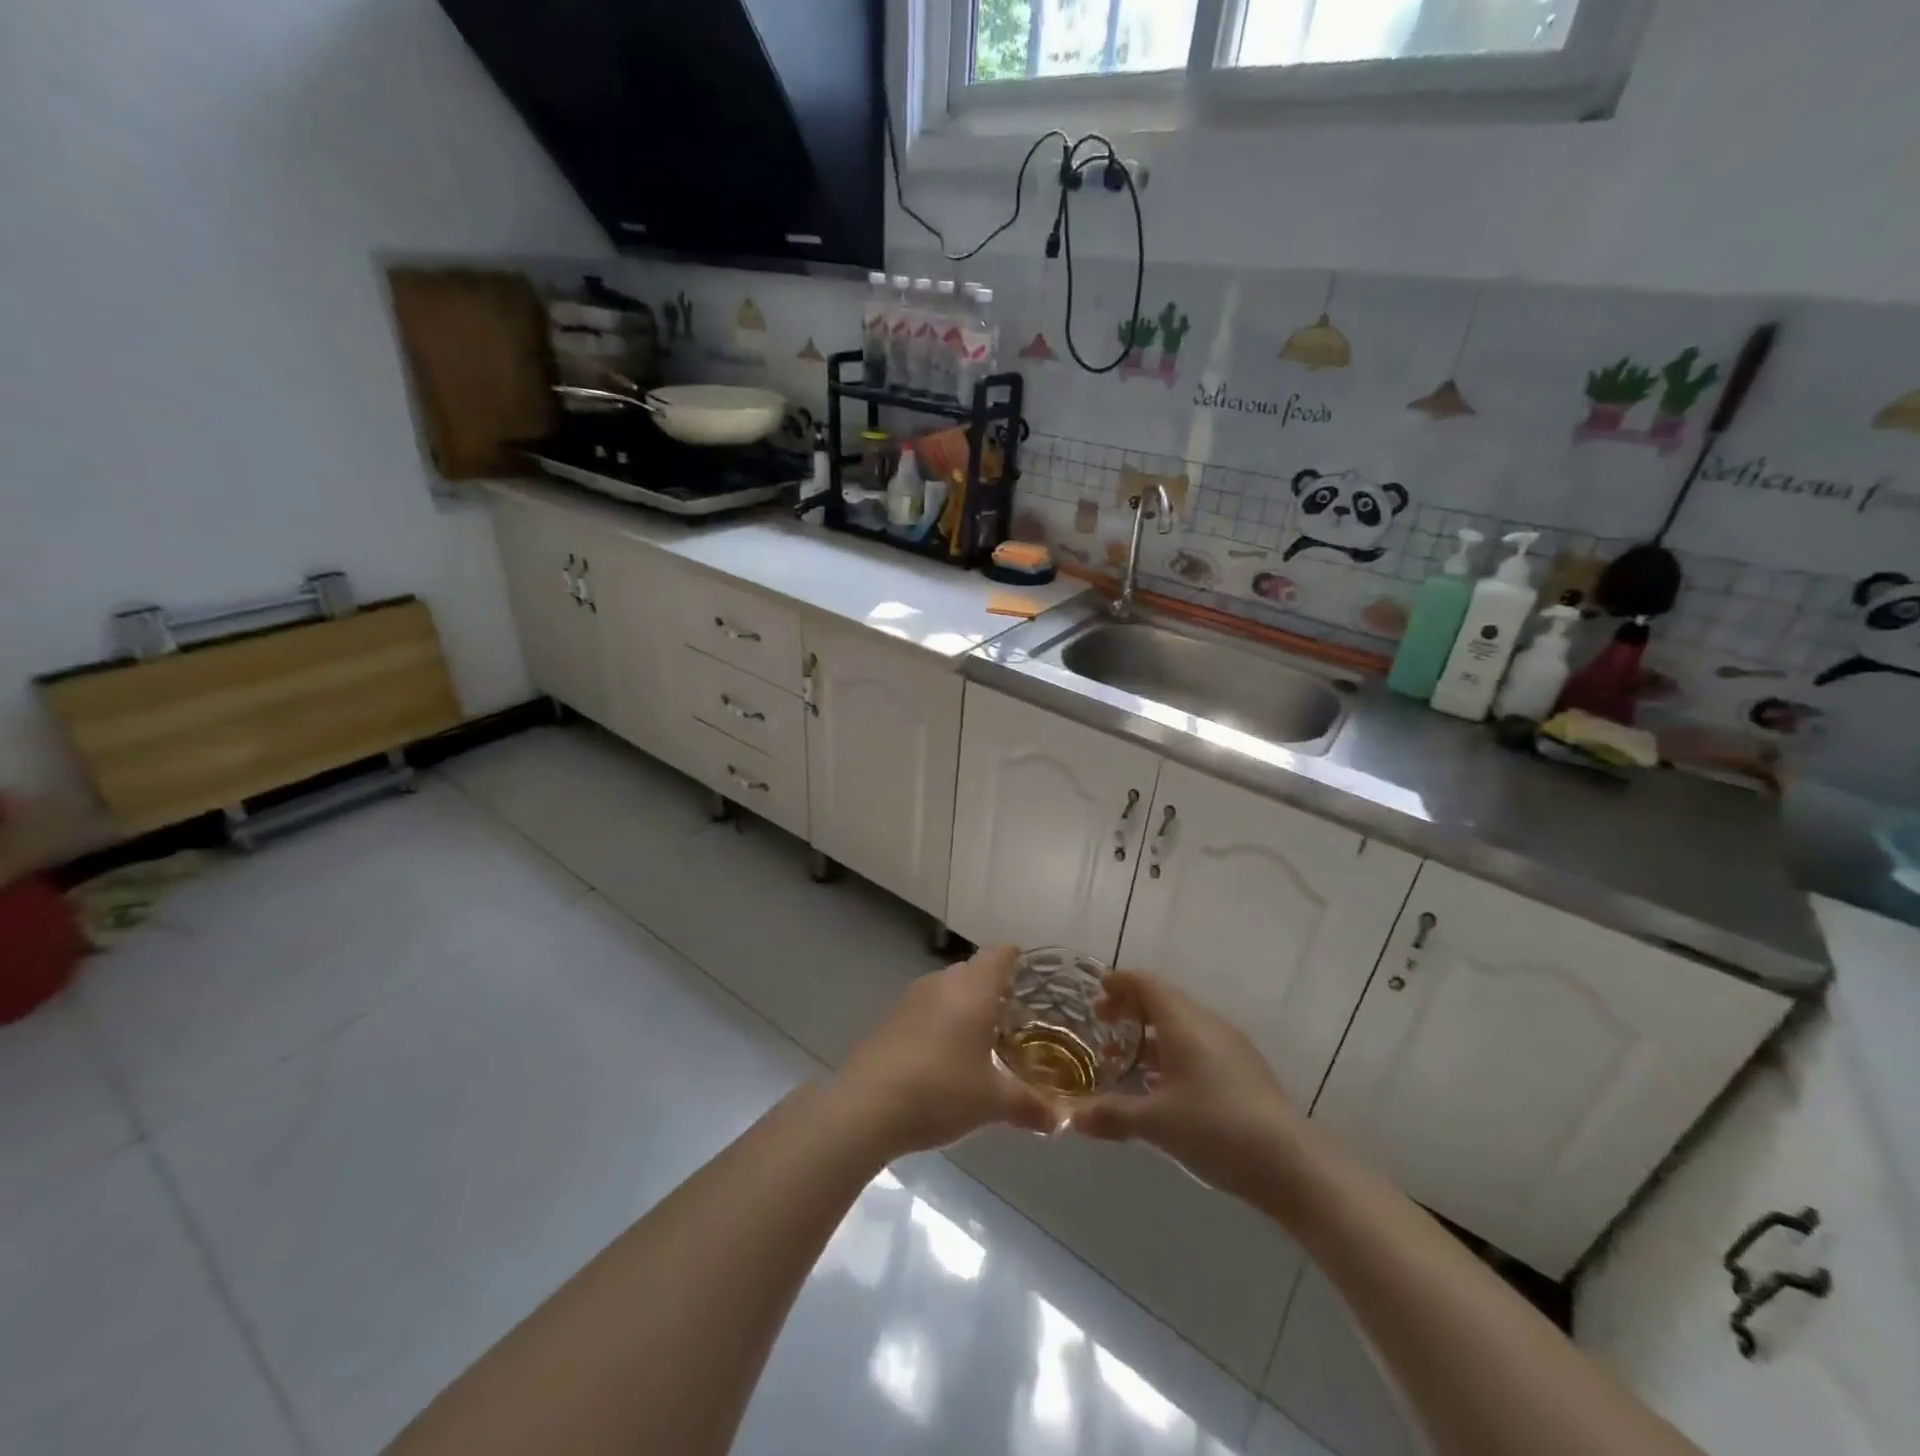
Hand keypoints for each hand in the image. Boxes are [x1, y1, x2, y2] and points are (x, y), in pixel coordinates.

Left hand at [835, 946, 1057, 1156]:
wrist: (867, 1105)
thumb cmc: (941, 1091)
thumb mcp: (993, 1102)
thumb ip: (1029, 1106)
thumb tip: (1059, 1120)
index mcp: (974, 989)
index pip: (999, 955)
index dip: (1016, 959)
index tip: (1030, 974)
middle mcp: (943, 982)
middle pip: (973, 970)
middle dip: (992, 988)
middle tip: (1012, 1016)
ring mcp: (912, 998)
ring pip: (947, 988)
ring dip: (963, 1005)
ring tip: (980, 1038)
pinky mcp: (890, 1018)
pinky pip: (925, 1008)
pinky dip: (939, 1021)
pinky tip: (944, 1055)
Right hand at [1070, 971, 1302, 1201]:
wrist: (1291, 1163)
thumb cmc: (1215, 1128)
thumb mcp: (1156, 1123)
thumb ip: (1112, 1115)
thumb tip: (1072, 1118)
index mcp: (1183, 1022)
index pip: (1146, 984)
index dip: (1120, 983)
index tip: (1098, 992)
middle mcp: (1207, 1024)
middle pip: (1164, 1000)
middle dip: (1132, 1008)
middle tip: (1104, 1024)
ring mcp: (1230, 1046)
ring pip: (1183, 1024)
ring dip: (1153, 1032)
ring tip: (1128, 1057)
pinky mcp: (1245, 1070)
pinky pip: (1200, 1045)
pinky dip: (1174, 1051)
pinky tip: (1164, 1084)